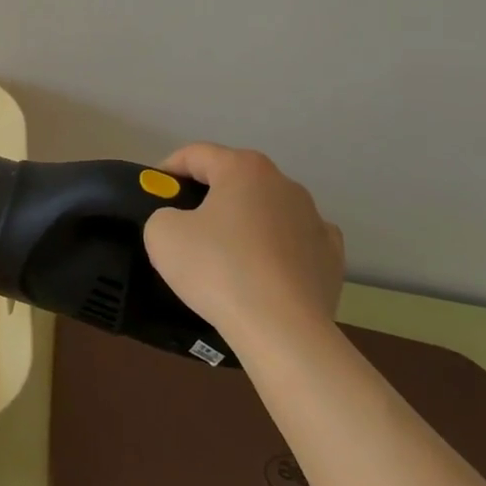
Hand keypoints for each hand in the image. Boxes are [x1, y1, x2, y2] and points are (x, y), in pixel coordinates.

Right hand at [143, 145, 343, 355]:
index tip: (154, 192)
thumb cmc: (218, 269)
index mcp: (243, 168)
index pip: (196, 154)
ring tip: (225, 255)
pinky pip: (294, 241)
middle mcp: (283, 183)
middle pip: (234, 179)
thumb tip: (182, 223)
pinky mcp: (332, 256)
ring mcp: (314, 219)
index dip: (168, 169)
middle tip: (184, 224)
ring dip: (245, 221)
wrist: (282, 331)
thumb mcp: (161, 233)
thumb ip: (164, 214)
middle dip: (208, 195)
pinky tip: (264, 271)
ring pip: (267, 209)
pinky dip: (277, 249)